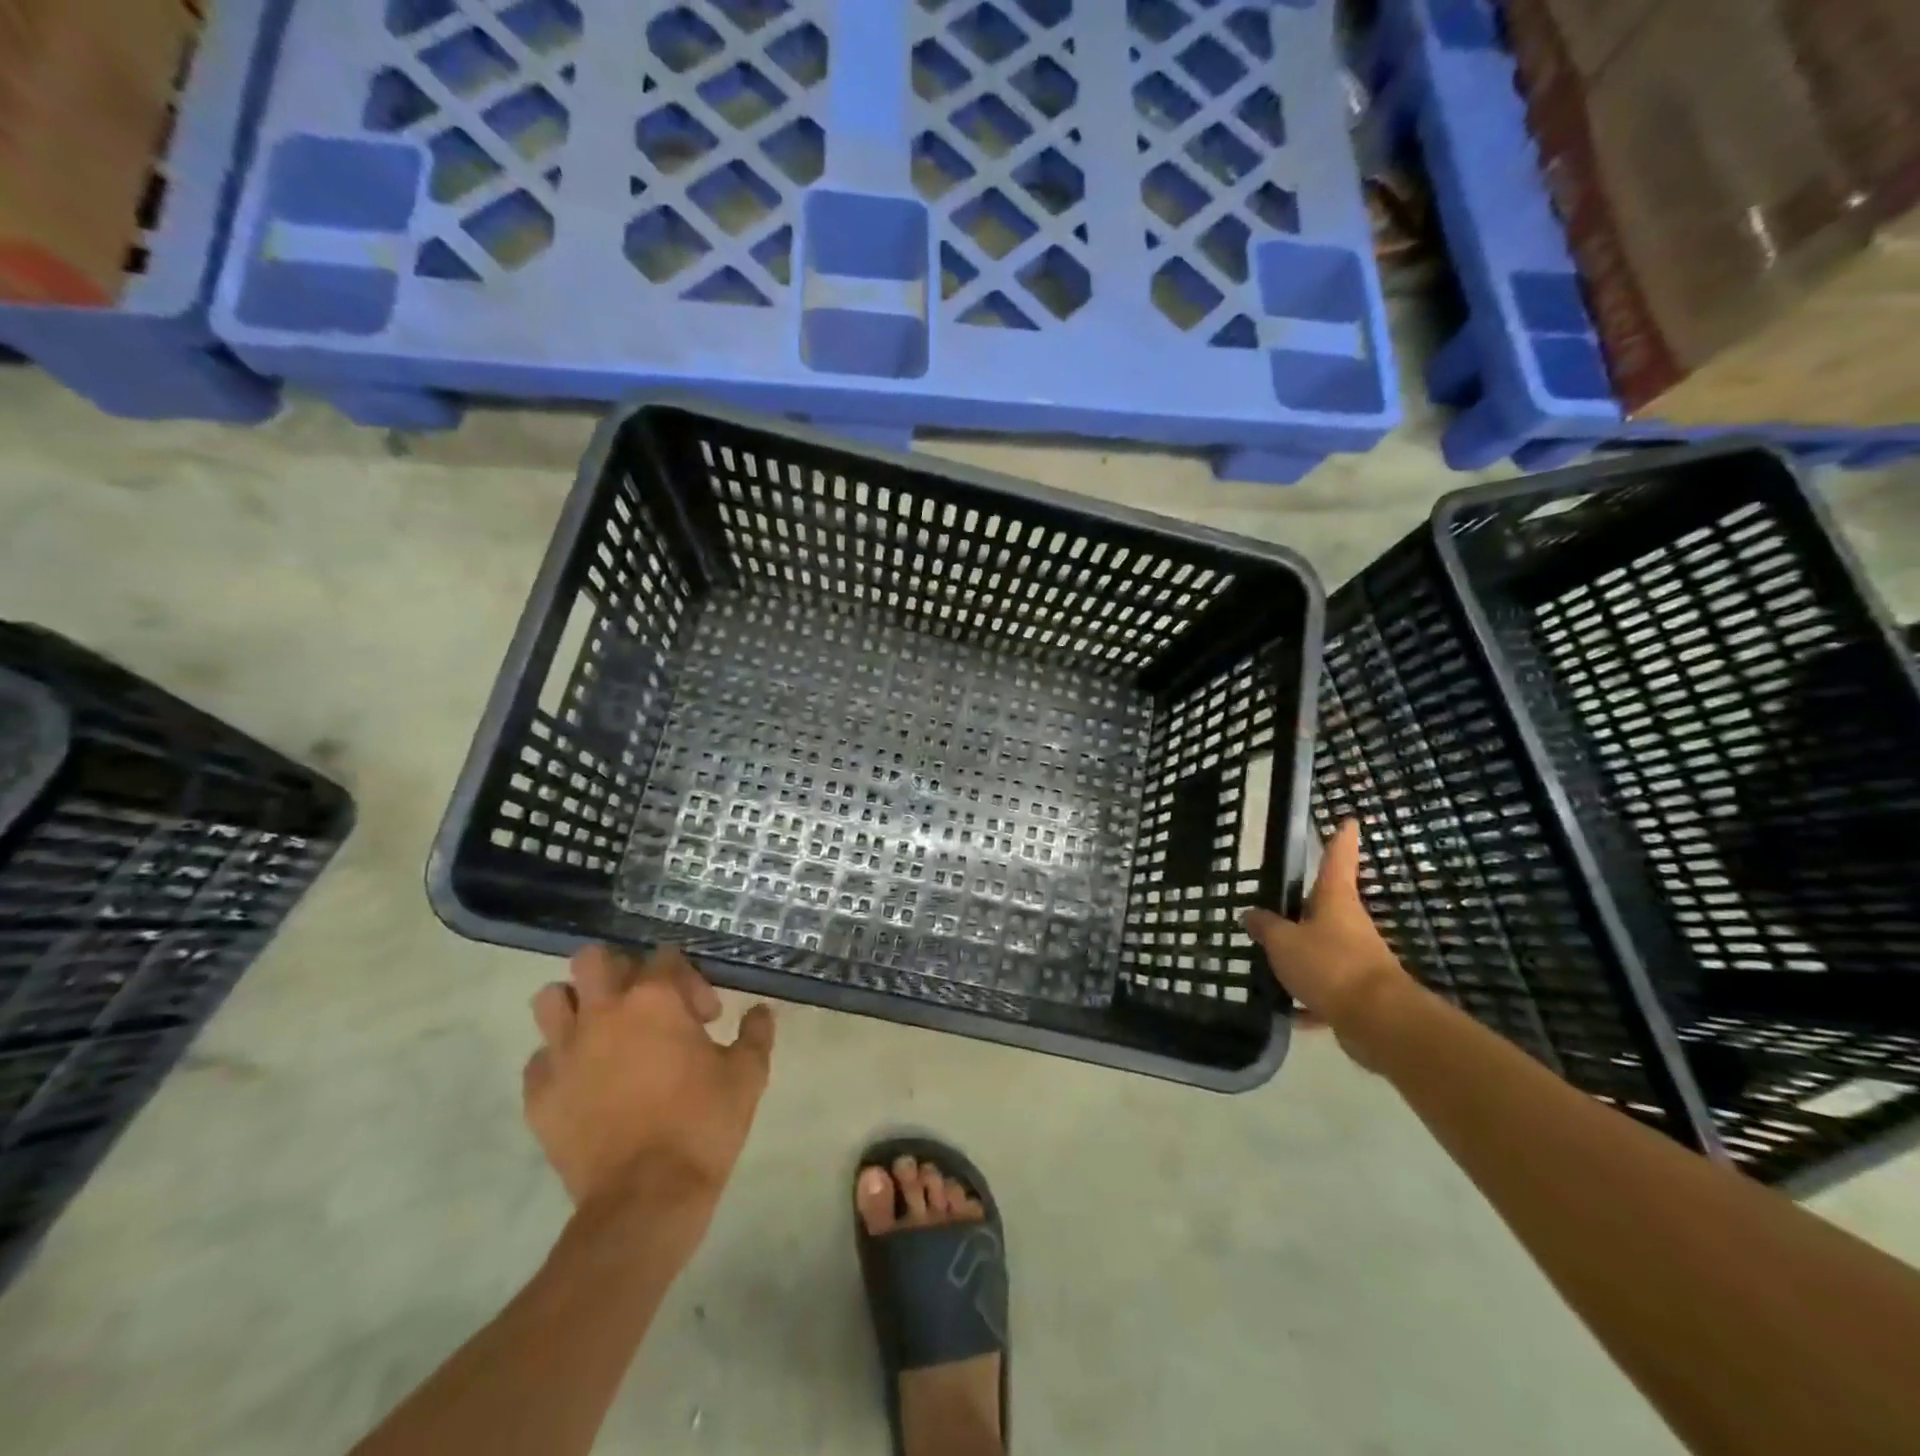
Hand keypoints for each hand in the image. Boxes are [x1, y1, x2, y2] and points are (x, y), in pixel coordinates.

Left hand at [524, 945, 774, 1216]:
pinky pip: (540, 1059)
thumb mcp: (747, 1075)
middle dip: (619, 972)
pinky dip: (559, 1061)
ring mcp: (564, 1052)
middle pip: (593, 959)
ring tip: (603, 1032)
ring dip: (576, 1006)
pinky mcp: (539, 1094)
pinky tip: (584, 1082)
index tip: (706, 1018)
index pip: (665, 957)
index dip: (690, 981)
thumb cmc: (703, 1125)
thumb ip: (756, 1033)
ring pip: (552, 999)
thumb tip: (761, 1012)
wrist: (646, 1200)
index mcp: (655, 1000)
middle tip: (643, 1006)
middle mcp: (603, 1012)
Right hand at [1243, 820, 1415, 1065]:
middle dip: (1304, 907)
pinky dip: (1307, 999)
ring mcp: (1356, 959)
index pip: (1338, 860)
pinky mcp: (1356, 993)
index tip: (1350, 820)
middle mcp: (1349, 925)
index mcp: (1335, 901)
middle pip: (1326, 907)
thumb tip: (1250, 914)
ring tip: (1269, 961)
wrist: (1378, 1020)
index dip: (1341, 840)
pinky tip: (1286, 1010)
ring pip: (1323, 950)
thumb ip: (1265, 927)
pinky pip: (1325, 989)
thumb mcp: (1284, 942)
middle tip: (1276, 904)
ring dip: (1301, 955)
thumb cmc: (1330, 964)